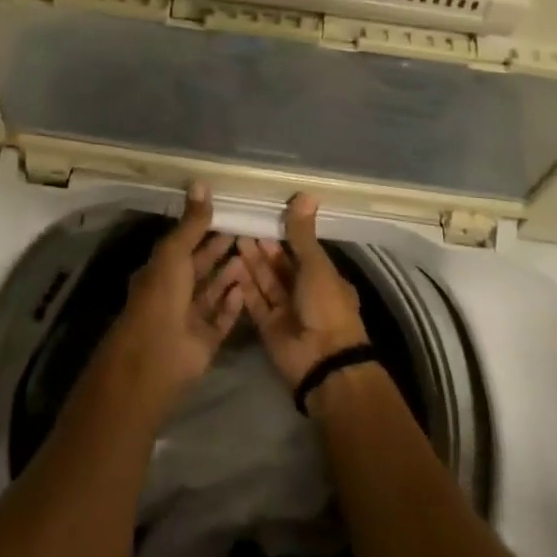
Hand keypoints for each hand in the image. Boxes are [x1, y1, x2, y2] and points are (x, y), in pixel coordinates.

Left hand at [98, 185, 247, 413]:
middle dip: (219, 250)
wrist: (158, 356)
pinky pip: (223, 317)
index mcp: (160, 270)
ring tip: (253, 253)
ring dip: (230, 274)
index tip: (227, 212)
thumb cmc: (161, 296)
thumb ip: (191, 223)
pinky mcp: (206, 339)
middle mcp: (174, 292)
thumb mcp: (174, 252)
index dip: (202, 229)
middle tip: (247, 229)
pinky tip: (248, 286)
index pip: (184, 244)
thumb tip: (200, 182)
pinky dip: (234, 303)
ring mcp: (190, 317)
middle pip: (201, 267)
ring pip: (213, 291)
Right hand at [238, 193, 369, 388]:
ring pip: (266, 282)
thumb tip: (305, 194)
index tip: (266, 216)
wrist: (322, 362)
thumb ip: (303, 234)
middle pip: (281, 267)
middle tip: (243, 225)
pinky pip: (255, 302)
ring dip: (253, 263)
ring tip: (235, 239)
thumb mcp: (316, 265)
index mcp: (325, 278)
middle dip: (264, 248)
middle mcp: (306, 294)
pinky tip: (231, 268)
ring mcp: (287, 312)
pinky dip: (245, 287)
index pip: (302, 251)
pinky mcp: (268, 328)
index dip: (285, 236)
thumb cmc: (326, 306)